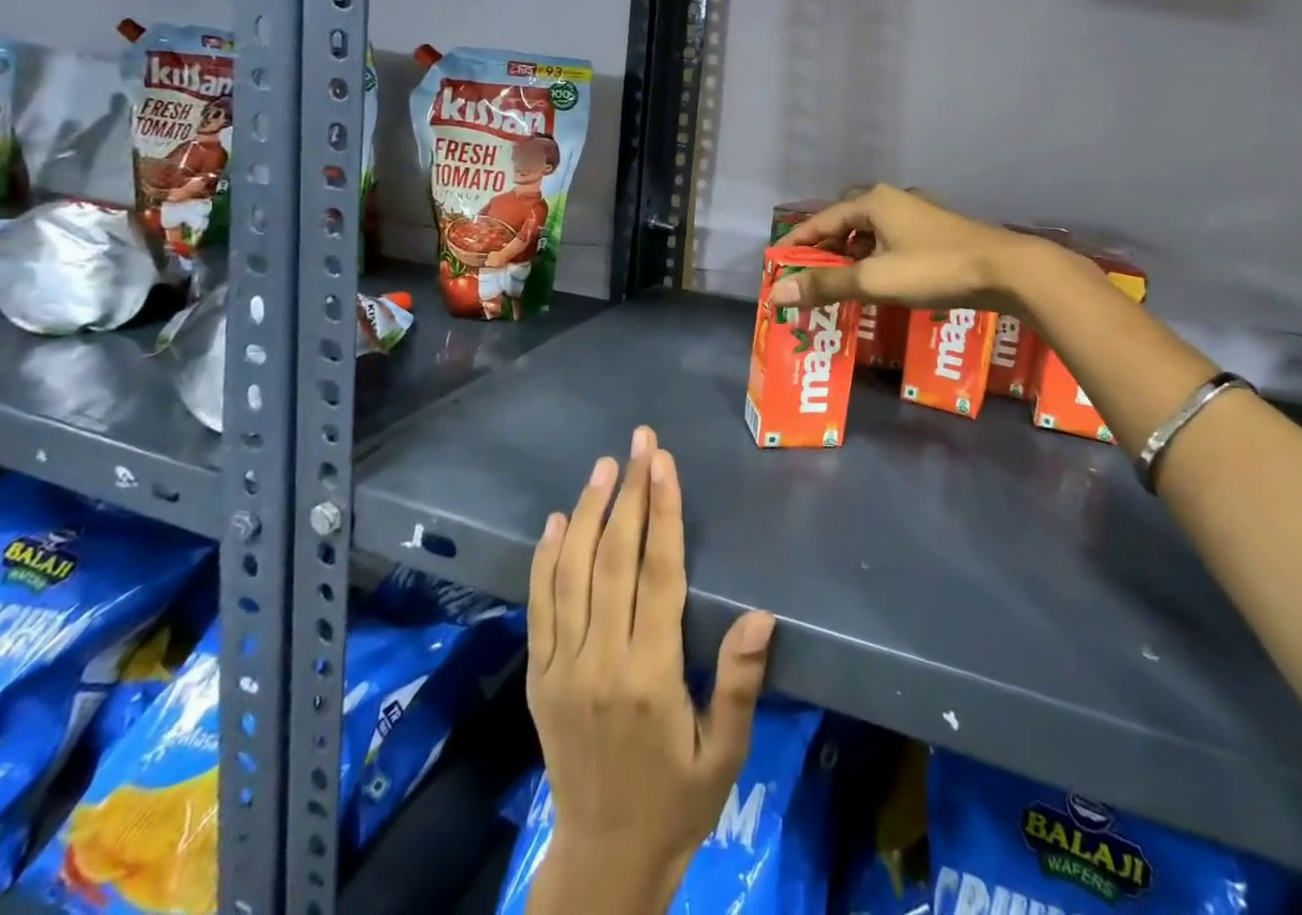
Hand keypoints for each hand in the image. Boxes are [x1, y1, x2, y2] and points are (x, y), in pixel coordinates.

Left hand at [526, 427, 775, 912]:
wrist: (603, 859)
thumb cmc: (678, 800)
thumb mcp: (724, 753)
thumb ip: (738, 682)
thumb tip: (761, 614)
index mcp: (649, 676)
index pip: (657, 574)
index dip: (662, 512)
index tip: (663, 462)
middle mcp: (600, 661)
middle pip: (614, 559)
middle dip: (630, 493)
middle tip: (640, 441)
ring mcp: (562, 666)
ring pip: (572, 572)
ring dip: (588, 512)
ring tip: (604, 466)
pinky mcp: (540, 675)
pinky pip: (540, 606)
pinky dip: (546, 559)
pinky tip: (557, 521)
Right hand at [772, 183, 1048, 312]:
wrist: (1006, 270)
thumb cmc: (934, 269)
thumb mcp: (874, 280)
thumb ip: (825, 286)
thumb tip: (777, 294)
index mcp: (873, 202)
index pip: (821, 219)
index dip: (797, 241)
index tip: (778, 262)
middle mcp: (892, 200)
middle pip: (844, 223)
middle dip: (823, 248)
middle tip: (806, 276)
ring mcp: (916, 215)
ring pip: (869, 233)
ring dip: (849, 256)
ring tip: (836, 283)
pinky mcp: (934, 232)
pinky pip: (889, 242)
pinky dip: (873, 259)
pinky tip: (876, 281)